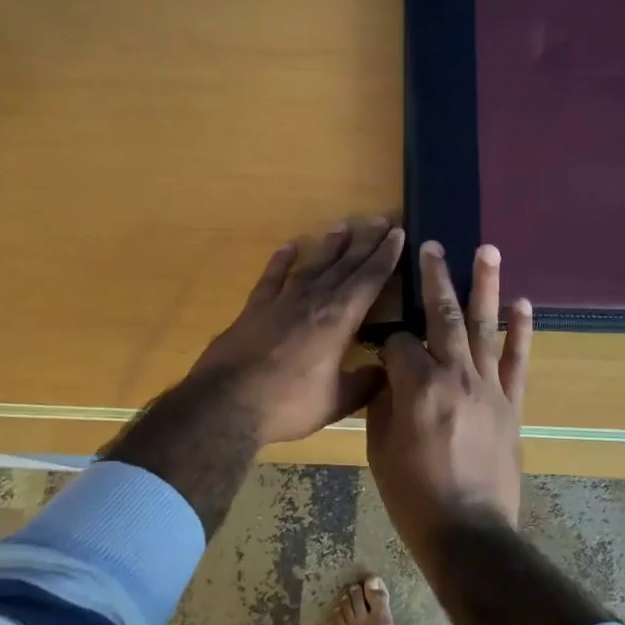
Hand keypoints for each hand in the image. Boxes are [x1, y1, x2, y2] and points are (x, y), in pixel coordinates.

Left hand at [189, 218, 404, 445]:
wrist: (227, 403)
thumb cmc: (288, 404)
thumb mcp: (336, 401)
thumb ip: (364, 384)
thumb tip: (386, 372)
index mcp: (338, 320)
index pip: (369, 280)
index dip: (386, 257)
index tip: (397, 233)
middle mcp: (313, 302)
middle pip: (344, 266)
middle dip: (365, 243)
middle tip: (379, 220)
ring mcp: (281, 302)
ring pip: (311, 266)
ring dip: (328, 246)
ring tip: (342, 226)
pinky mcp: (254, 309)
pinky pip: (271, 278)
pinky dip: (280, 261)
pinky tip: (289, 247)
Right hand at [366, 241, 533, 556]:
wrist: (469, 532)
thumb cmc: (414, 495)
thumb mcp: (380, 448)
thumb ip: (385, 403)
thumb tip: (391, 377)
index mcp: (416, 386)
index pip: (398, 342)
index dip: (386, 339)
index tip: (380, 345)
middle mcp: (455, 375)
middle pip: (442, 316)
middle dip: (434, 278)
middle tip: (432, 245)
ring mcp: (488, 387)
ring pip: (484, 327)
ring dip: (484, 286)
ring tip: (487, 249)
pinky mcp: (512, 403)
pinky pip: (518, 361)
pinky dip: (520, 331)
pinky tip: (522, 303)